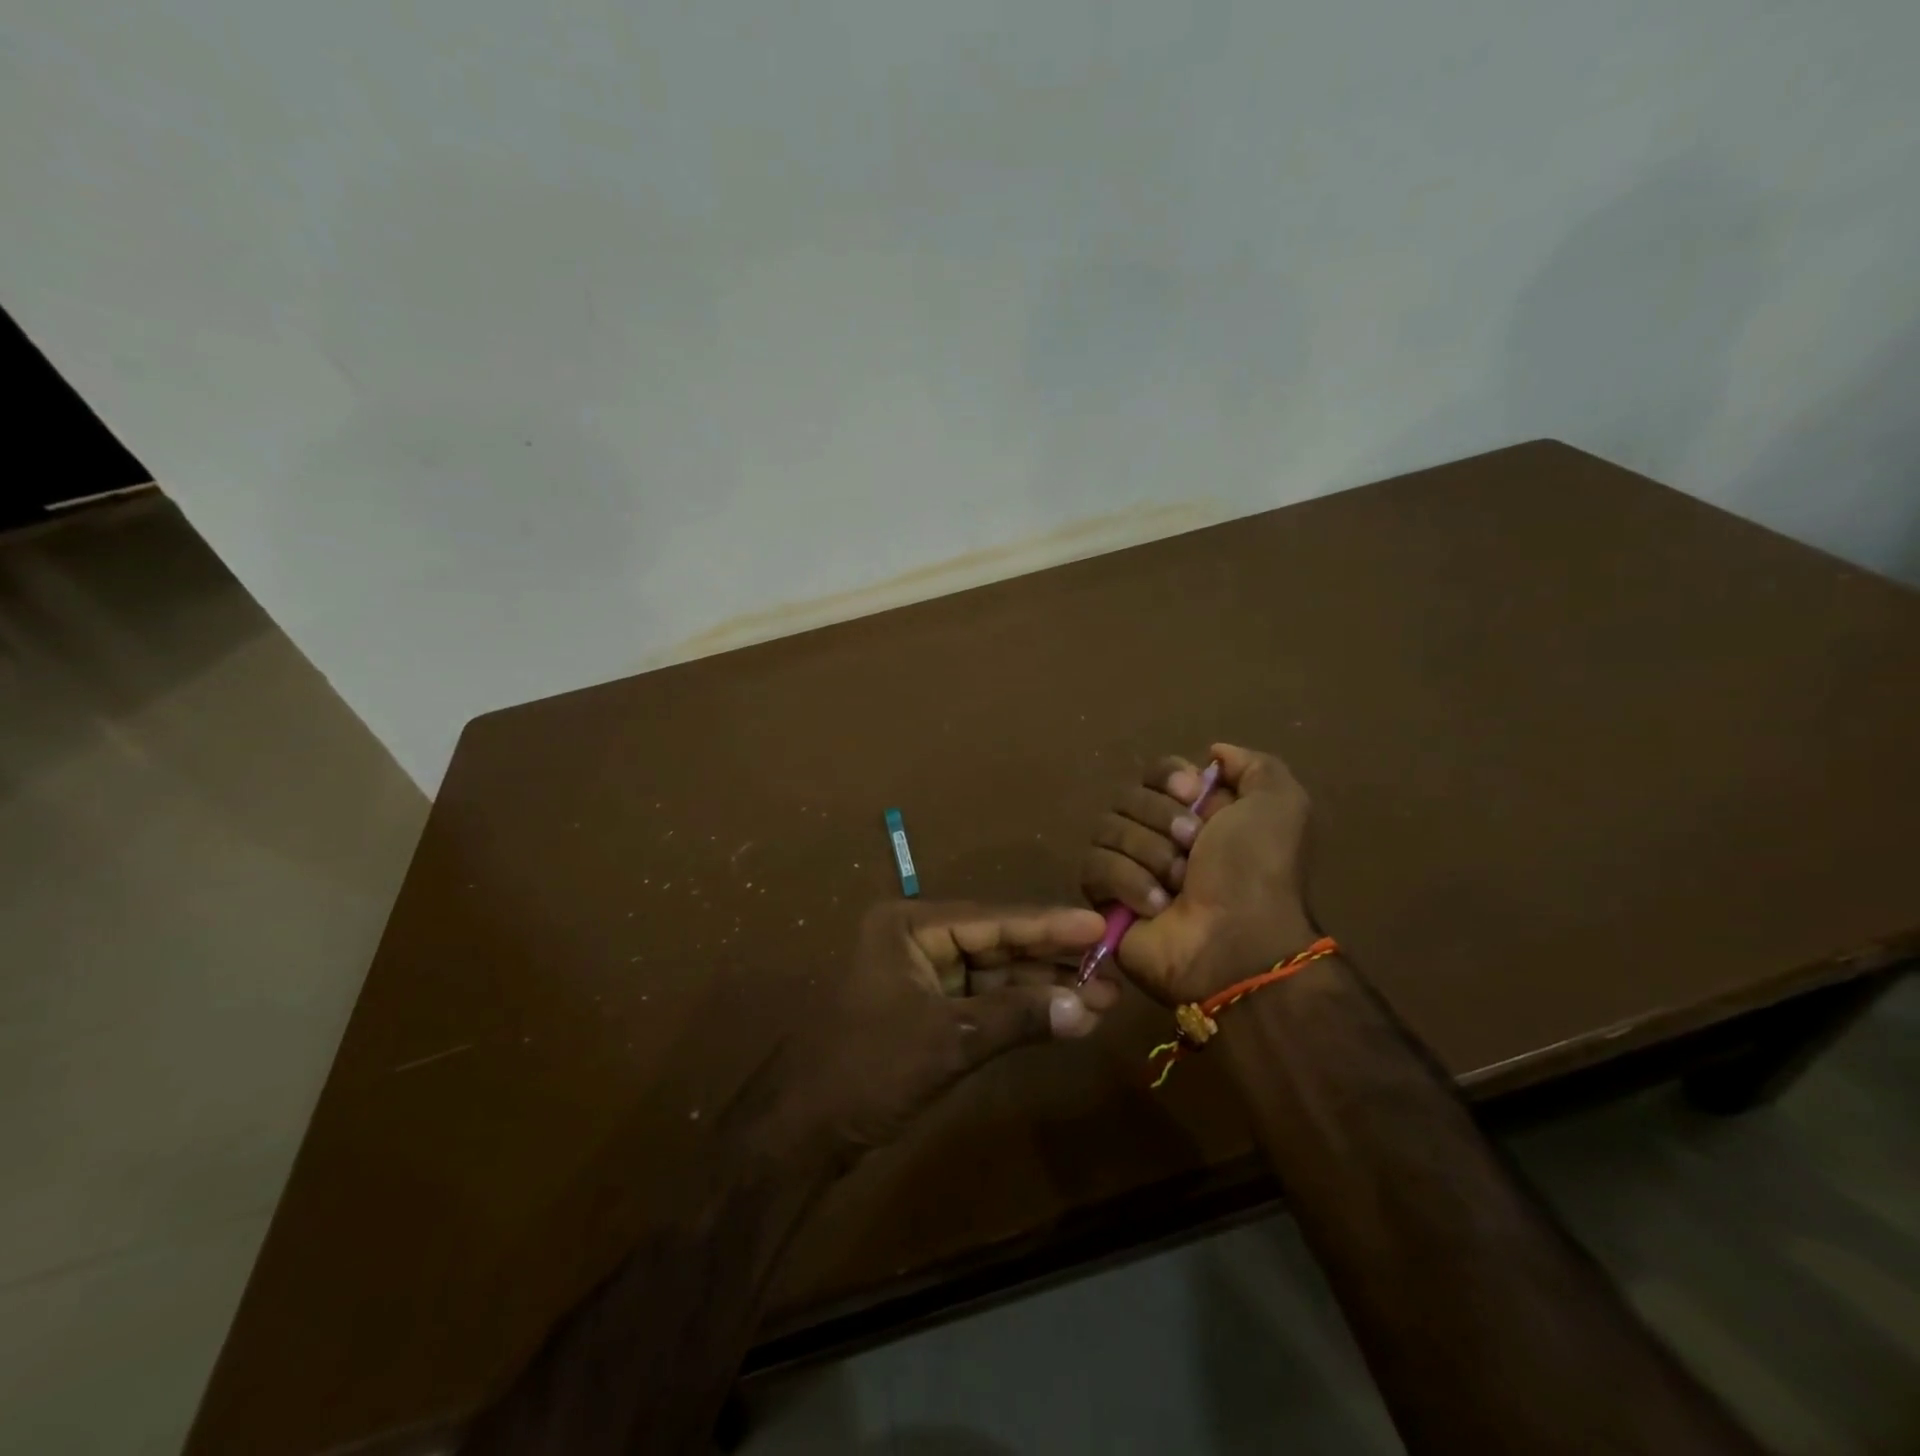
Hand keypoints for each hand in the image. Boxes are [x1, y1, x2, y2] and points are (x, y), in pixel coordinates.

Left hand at [728, 901, 1115, 1170]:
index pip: (992, 919)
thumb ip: (1018, 1017)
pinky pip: (983, 1004)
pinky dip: (1020, 1013)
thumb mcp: (948, 1038)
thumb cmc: (868, 1069)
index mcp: (909, 925)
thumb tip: (1086, 1008)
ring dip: (1043, 990)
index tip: (1099, 925)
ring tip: (1101, 1000)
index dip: (1049, 925)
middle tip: (1111, 972)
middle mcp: (917, 940)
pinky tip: (1064, 1019)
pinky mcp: (928, 1013)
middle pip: (998, 945)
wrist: (802, 1133)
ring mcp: (922, 977)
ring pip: (995, 976)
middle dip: (1052, 962)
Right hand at [1080, 742, 1317, 1005]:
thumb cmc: (1257, 872)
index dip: (1169, 778)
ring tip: (1177, 886)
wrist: (1237, 944)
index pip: (1156, 771)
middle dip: (1161, 820)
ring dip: (1148, 854)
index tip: (1193, 794)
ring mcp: (1130, 867)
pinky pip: (1094, 867)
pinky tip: (1155, 906)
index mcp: (1197, 812)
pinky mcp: (1105, 900)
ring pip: (1107, 829)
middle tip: (1192, 849)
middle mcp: (1160, 835)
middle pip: (1128, 797)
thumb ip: (1254, 765)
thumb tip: (1213, 753)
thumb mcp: (1280, 805)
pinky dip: (1127, 883)